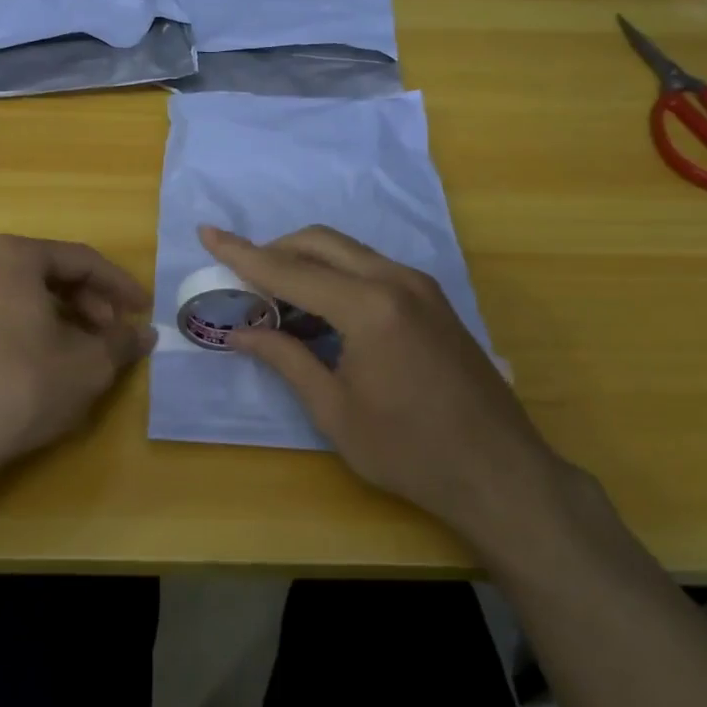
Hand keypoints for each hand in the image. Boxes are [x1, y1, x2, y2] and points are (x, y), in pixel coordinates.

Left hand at [0, 235, 154, 516]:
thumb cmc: (15, 392)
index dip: (119, 287)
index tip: (143, 311)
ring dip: (58, 320)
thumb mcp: (86, 369)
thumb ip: (121, 344)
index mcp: (12, 258)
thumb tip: (143, 334)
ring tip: (79, 355)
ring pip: (19, 297)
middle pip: (47, 274)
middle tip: (111, 336)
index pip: (81, 261)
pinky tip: (36, 368)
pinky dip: (24, 332)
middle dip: (88, 304)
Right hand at [200, 224, 593, 569]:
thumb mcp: (334, 410)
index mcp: (368, 307)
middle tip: (243, 278)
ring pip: (349, 252)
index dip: (242, 254)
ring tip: (277, 301)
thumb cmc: (408, 451)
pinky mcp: (433, 301)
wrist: (498, 472)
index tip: (207, 233)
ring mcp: (421, 287)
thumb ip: (286, 359)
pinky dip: (338, 277)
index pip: (290, 270)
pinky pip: (373, 270)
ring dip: (308, 264)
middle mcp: (396, 281)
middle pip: (321, 243)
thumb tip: (241, 332)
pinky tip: (322, 313)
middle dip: (275, 251)